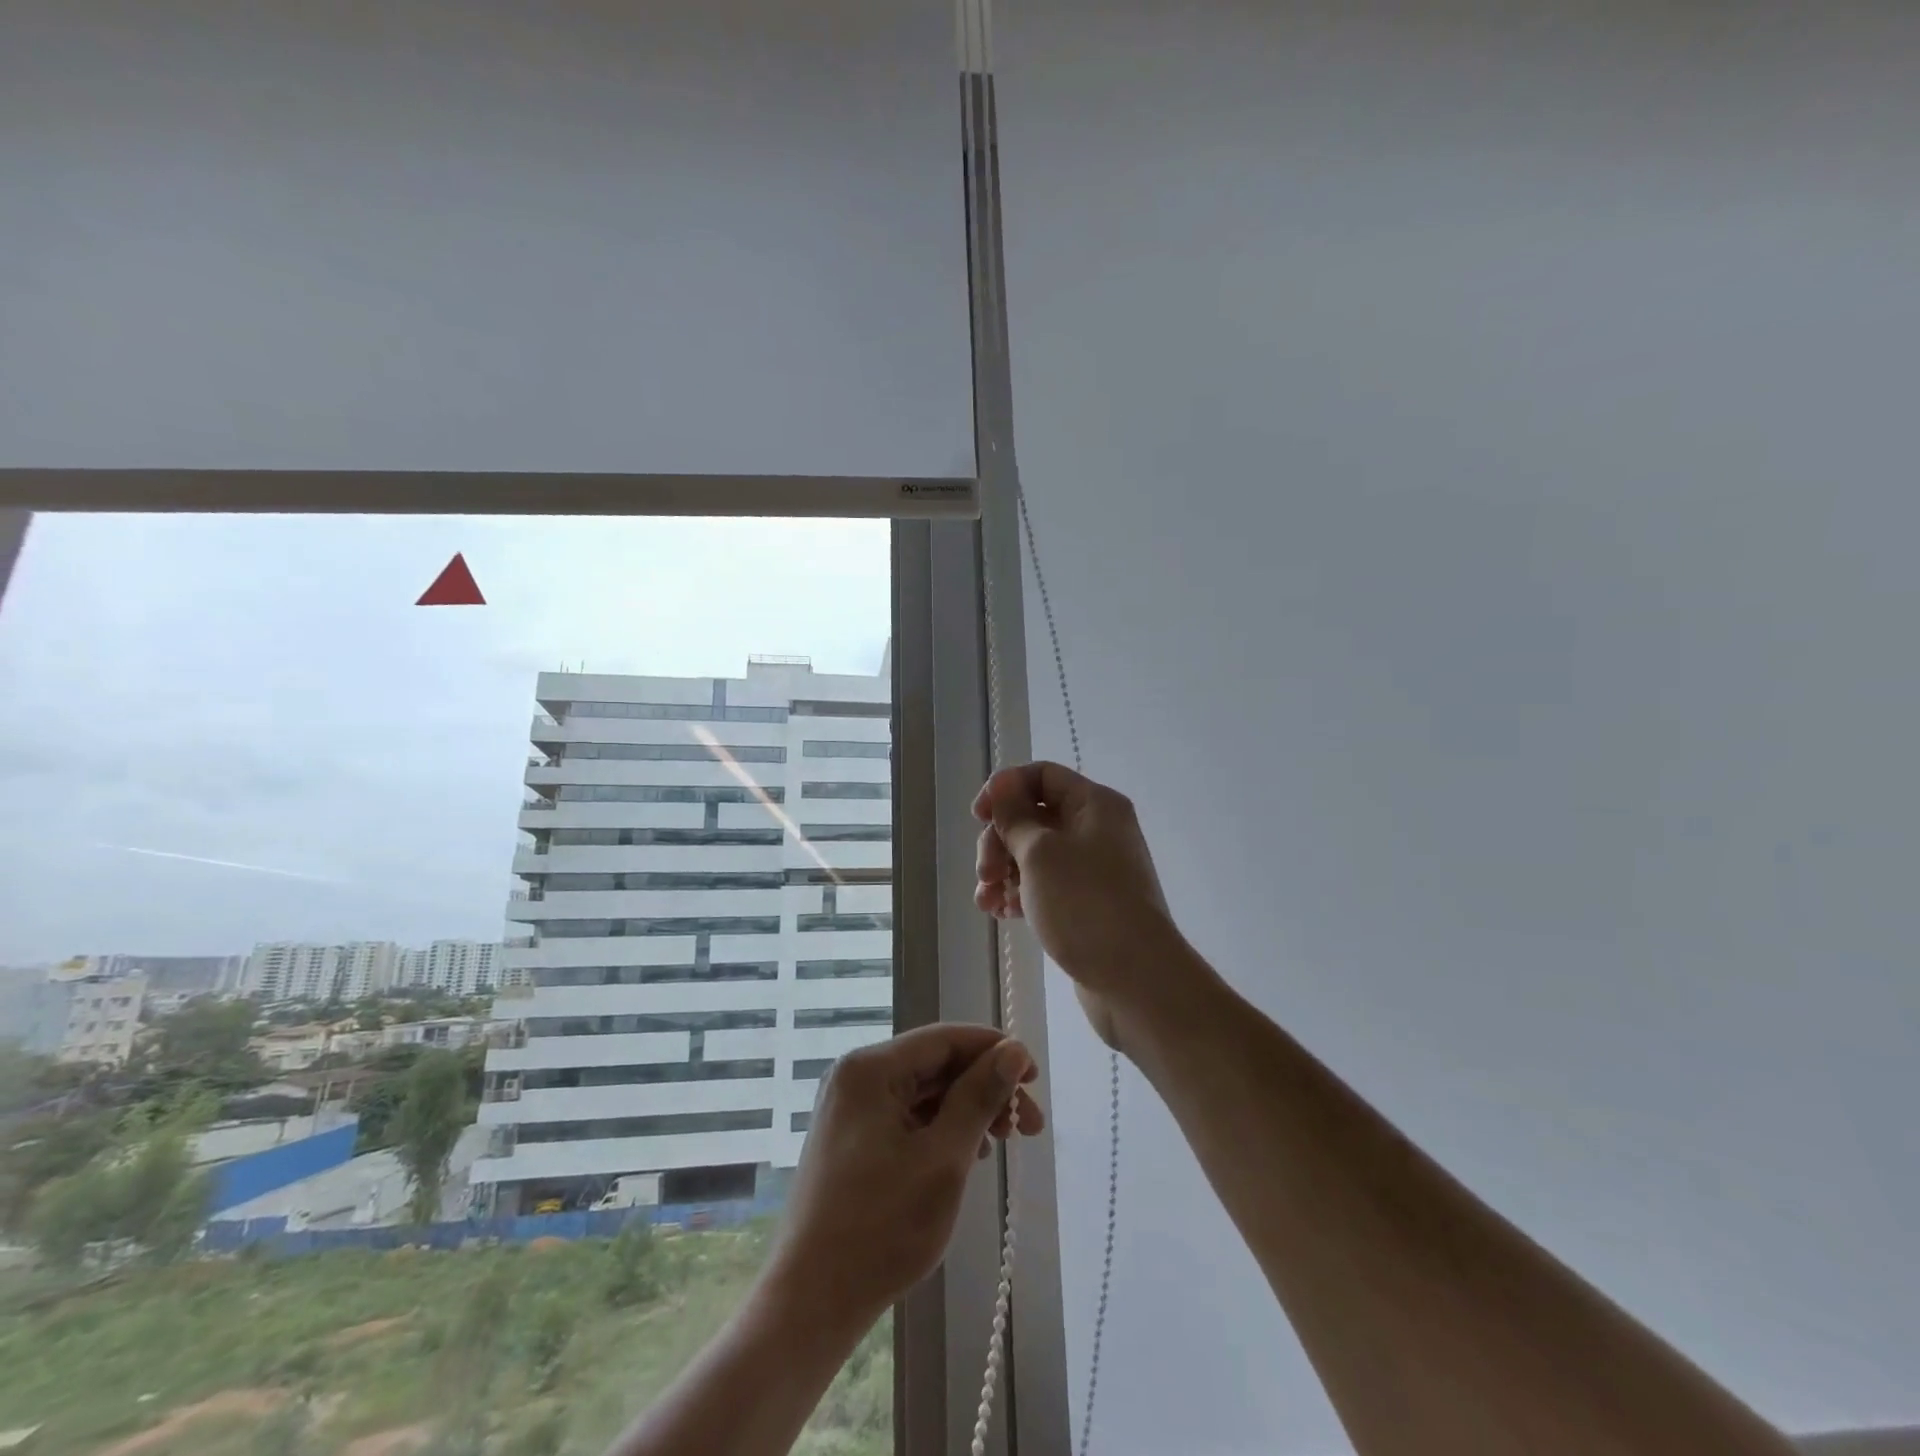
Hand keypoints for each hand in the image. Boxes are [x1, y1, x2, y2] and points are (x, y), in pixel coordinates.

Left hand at [766, 1024, 1043, 1328]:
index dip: (994, 1050)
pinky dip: (941, 1128)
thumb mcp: (943, 1158)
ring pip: (923, 1092)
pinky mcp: (851, 1138)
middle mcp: (856, 1075)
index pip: (945, 1039)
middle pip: (935, 1065)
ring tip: (1003, 1143)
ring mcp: (850, 1108)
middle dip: (986, 1088)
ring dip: (967, 1110)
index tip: (1035, 1078)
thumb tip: (1014, 1050)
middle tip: (1030, 1126)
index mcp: (871, 1068)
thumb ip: (979, 1096)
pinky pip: (906, 1116)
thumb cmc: (881, 1227)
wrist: (810, 1302)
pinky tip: (969, 1154)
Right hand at [973, 762, 1188, 1051]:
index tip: (977, 817)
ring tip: (987, 901)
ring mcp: (1093, 870)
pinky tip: (1000, 913)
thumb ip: (1014, 815)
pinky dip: (1020, 894)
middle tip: (985, 872)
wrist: (1136, 981)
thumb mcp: (1040, 852)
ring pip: (1035, 855)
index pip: (1042, 776)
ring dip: (1004, 871)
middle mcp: (1097, 830)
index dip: (1005, 789)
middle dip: (1000, 840)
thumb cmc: (1085, 904)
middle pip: (1034, 816)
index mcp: (1094, 805)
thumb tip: (1001, 784)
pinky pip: (1045, 886)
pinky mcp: (1086, 905)